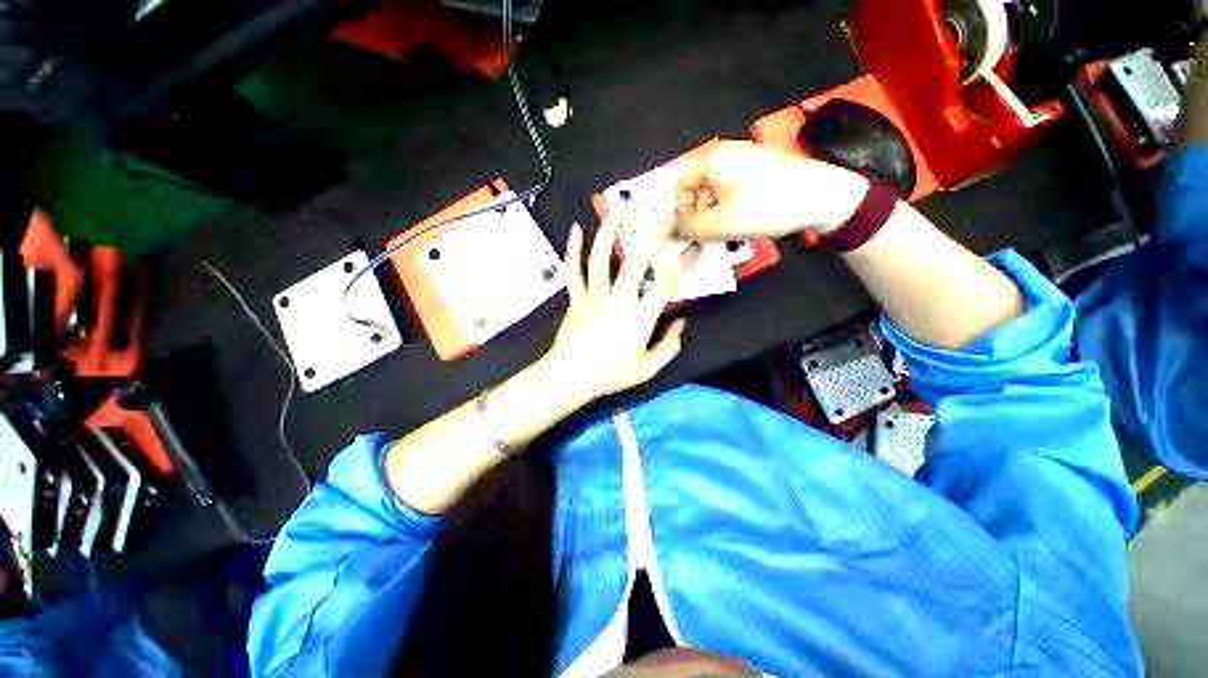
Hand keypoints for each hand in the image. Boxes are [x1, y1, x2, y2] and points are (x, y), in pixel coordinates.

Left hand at [543, 218, 700, 401]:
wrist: (570, 376)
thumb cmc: (611, 374)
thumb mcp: (648, 368)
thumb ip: (669, 346)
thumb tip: (681, 323)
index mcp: (639, 315)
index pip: (667, 282)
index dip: (684, 261)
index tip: (695, 245)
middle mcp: (618, 297)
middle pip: (637, 260)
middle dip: (655, 234)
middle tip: (666, 215)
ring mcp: (594, 294)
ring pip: (601, 257)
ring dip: (609, 231)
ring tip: (617, 210)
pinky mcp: (577, 297)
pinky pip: (573, 270)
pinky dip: (573, 249)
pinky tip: (576, 229)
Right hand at [675, 140, 869, 240]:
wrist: (822, 197)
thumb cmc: (768, 206)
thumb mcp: (722, 223)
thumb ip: (690, 228)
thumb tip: (671, 230)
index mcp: (713, 160)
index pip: (681, 184)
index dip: (682, 209)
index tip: (694, 229)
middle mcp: (726, 154)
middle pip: (698, 188)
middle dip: (701, 214)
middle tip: (714, 233)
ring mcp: (745, 160)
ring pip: (716, 193)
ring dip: (717, 214)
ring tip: (734, 229)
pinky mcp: (760, 170)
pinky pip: (734, 191)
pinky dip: (733, 208)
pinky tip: (747, 219)